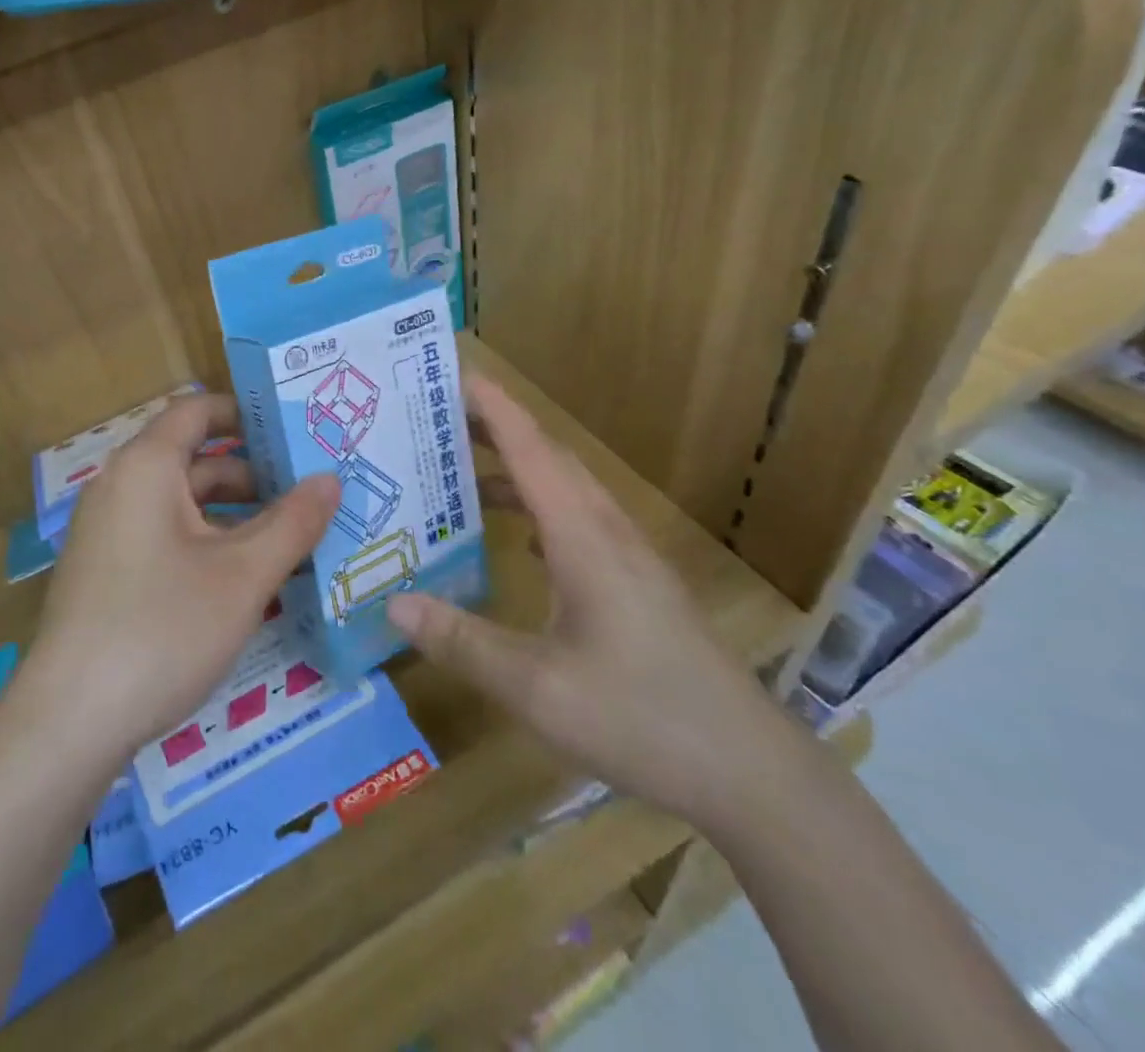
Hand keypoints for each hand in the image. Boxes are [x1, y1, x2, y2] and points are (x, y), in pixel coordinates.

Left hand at [24, 393, 340, 760]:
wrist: (70, 722)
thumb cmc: (163, 628)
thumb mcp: (243, 575)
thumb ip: (293, 522)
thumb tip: (330, 478)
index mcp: (146, 467)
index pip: (197, 411)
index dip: (246, 413)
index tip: (295, 432)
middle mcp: (120, 486)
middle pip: (194, 458)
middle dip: (253, 473)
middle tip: (310, 492)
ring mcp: (108, 531)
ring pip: (182, 503)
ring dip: (234, 514)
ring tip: (290, 539)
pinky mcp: (105, 571)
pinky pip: (164, 535)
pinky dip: (206, 542)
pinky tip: (243, 579)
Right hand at [385, 375, 784, 823]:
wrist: (751, 773)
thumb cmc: (641, 719)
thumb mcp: (536, 688)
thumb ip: (462, 641)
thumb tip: (392, 602)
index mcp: (583, 537)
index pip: (530, 448)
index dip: (492, 406)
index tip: (453, 372)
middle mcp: (608, 532)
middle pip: (549, 457)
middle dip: (496, 428)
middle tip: (437, 419)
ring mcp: (630, 557)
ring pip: (567, 489)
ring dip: (517, 469)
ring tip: (462, 473)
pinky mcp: (639, 584)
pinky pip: (579, 520)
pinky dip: (539, 507)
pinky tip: (520, 538)